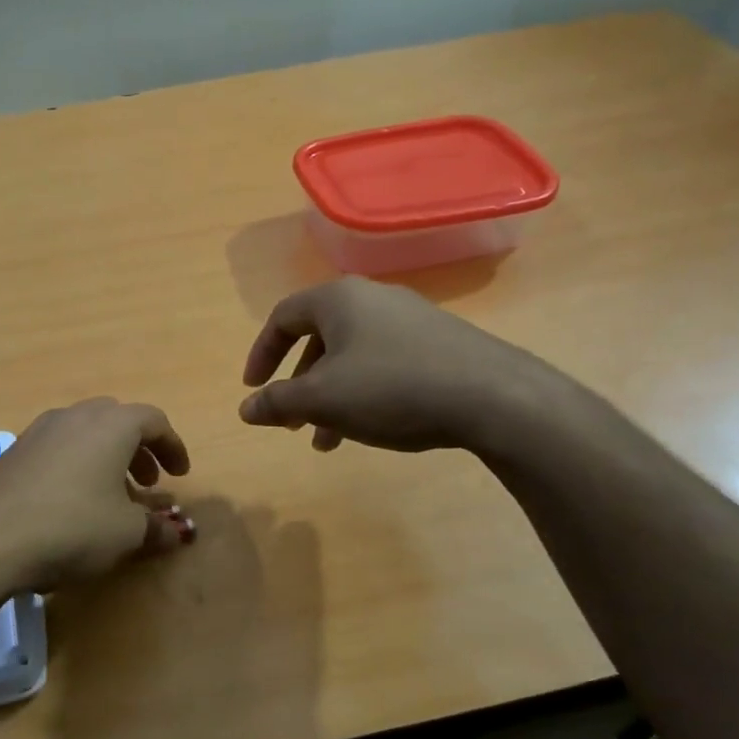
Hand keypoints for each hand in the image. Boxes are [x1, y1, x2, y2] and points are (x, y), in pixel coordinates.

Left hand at [0, 399, 195, 592]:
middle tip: (148, 483)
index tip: (180, 474)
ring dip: (107, 458)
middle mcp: (76, 416)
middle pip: (118, 421)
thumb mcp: (126, 534)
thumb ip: (156, 529)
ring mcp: (39, 430)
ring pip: (85, 433)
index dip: (173, 447)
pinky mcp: (13, 451)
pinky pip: (59, 448)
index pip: (154, 421)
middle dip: (139, 450)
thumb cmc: (72, 527)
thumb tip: (176, 533)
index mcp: (111, 424)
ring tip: (112, 496)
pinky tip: (72, 502)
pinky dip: (78, 465)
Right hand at [239, 278, 566, 455]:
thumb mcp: (322, 399)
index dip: (261, 354)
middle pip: (318, 337)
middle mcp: (373, 298)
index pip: (282, 317)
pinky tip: (371, 427)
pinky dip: (364, 392)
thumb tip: (245, 408)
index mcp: (338, 299)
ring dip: (331, 395)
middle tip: (290, 421)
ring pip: (352, 355)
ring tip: (327, 440)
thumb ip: (278, 401)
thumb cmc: (391, 389)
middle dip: (298, 383)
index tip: (253, 389)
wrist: (493, 396)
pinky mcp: (439, 341)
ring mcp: (411, 318)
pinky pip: (384, 362)